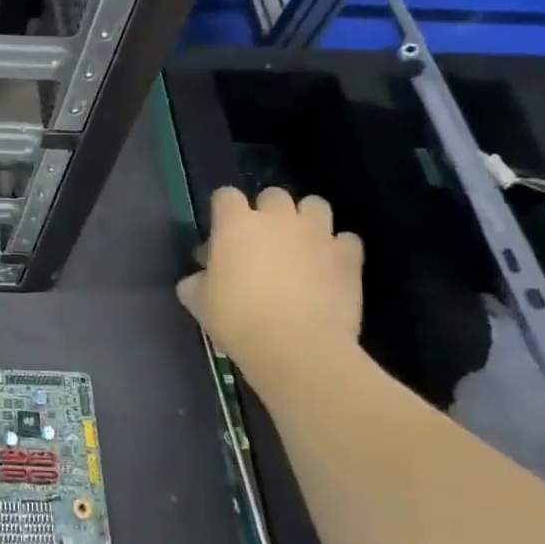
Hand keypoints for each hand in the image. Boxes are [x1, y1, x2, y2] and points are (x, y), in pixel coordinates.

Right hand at [176, 187, 363, 370]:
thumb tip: (199, 279)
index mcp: (235, 223)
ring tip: (300, 246)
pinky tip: (328, 267)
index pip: (225, 195)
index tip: (221, 235)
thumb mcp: (198, 302)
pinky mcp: (348, 256)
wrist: (297, 347)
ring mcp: (317, 234)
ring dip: (306, 220)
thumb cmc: (238, 320)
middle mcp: (278, 218)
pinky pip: (346, 240)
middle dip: (267, 212)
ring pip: (315, 205)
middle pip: (273, 195)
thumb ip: (196, 282)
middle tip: (262, 242)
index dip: (223, 211)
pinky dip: (337, 249)